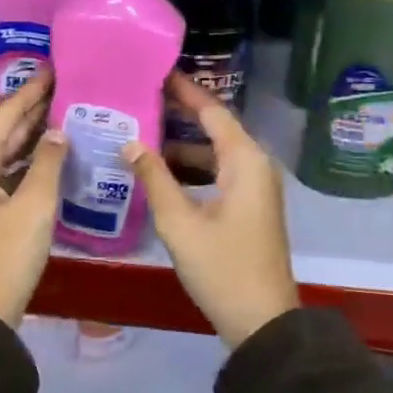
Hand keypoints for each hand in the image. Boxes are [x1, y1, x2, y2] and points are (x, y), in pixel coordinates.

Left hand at [0, 71, 67, 326]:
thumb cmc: (6, 253)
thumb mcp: (34, 205)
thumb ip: (48, 162)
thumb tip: (58, 131)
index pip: (5, 114)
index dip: (31, 90)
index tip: (54, 67)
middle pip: (4, 129)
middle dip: (33, 107)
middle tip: (66, 83)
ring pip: (7, 150)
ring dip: (34, 132)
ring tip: (66, 108)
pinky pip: (10, 170)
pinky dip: (31, 158)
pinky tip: (55, 150)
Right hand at [124, 74, 298, 347]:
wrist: (263, 322)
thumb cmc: (222, 268)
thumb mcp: (180, 223)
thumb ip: (154, 177)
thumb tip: (129, 142)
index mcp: (245, 160)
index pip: (212, 111)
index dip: (184, 90)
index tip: (156, 71)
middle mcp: (255, 164)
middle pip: (215, 127)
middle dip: (180, 112)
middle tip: (141, 96)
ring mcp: (255, 186)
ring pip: (215, 151)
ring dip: (182, 143)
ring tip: (142, 129)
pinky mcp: (250, 205)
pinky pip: (219, 171)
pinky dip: (192, 167)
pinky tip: (161, 169)